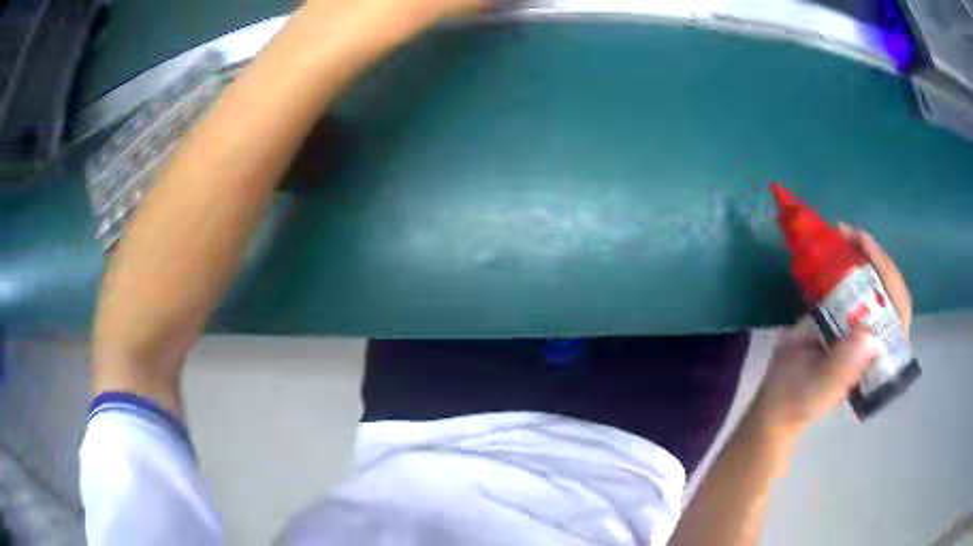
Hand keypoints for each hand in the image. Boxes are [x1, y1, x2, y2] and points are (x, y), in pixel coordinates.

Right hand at [751, 228, 912, 436]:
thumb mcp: (819, 389)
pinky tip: (833, 243)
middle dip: (876, 258)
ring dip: (860, 253)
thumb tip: (869, 336)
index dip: (889, 277)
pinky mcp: (842, 313)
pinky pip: (850, 281)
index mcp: (879, 355)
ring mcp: (859, 320)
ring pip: (872, 280)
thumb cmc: (799, 400)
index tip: (869, 249)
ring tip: (841, 231)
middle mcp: (876, 333)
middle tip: (853, 234)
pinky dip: (844, 260)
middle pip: (888, 289)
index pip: (898, 312)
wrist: (776, 398)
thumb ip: (842, 369)